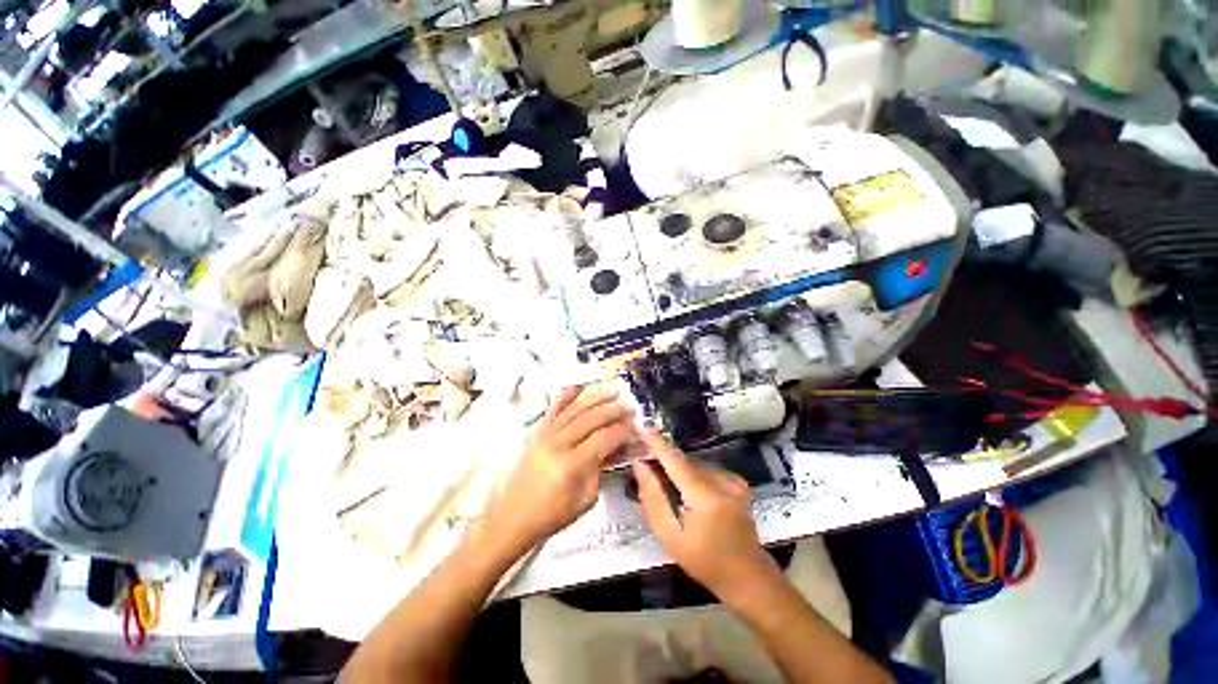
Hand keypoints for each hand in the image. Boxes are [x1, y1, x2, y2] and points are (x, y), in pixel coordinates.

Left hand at [479, 385, 634, 555]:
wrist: (514, 517)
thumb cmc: (552, 514)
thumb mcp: (586, 498)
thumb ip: (601, 469)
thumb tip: (615, 448)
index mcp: (571, 464)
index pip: (604, 438)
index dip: (622, 431)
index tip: (636, 427)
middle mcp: (558, 444)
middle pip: (591, 419)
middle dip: (614, 410)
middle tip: (630, 406)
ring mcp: (545, 435)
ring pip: (575, 409)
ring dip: (596, 397)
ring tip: (613, 389)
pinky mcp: (537, 432)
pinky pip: (553, 409)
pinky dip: (566, 396)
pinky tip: (578, 387)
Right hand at [632, 431, 781, 603]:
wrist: (749, 577)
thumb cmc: (705, 562)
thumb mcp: (670, 536)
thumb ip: (652, 498)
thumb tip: (640, 465)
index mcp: (705, 496)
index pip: (675, 460)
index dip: (656, 442)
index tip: (641, 425)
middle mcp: (722, 481)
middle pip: (684, 462)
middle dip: (664, 462)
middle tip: (646, 468)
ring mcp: (734, 480)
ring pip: (695, 466)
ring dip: (680, 472)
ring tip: (671, 490)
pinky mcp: (739, 482)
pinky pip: (707, 470)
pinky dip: (694, 476)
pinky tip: (693, 495)